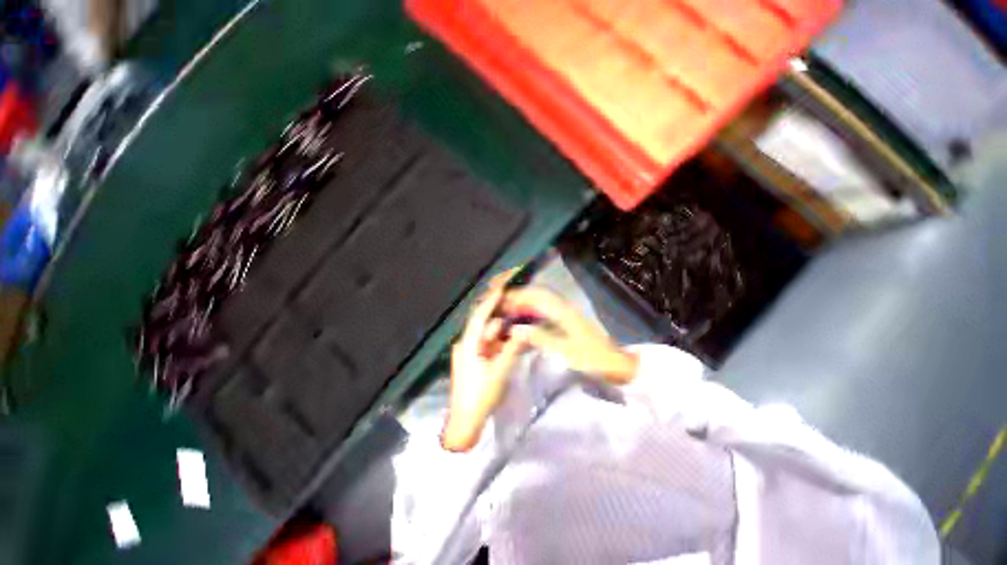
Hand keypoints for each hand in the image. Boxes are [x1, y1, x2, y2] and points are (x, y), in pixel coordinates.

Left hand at [442, 271, 527, 451]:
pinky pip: (486, 345)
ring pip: (485, 335)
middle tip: (513, 302)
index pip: (480, 316)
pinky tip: (509, 341)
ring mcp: (467, 353)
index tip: (501, 287)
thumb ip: (513, 348)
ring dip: (499, 329)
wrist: (465, 423)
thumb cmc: (481, 396)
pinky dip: (497, 341)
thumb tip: (525, 330)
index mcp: (468, 344)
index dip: (490, 300)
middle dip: (497, 313)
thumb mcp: (500, 371)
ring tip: (515, 321)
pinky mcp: (471, 361)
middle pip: (482, 323)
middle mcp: (465, 344)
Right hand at [501, 288, 637, 383]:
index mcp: (562, 311)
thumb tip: (515, 328)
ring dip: (523, 299)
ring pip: (540, 299)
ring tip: (506, 305)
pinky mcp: (566, 319)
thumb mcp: (565, 351)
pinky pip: (544, 308)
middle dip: (518, 293)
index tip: (500, 300)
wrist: (615, 364)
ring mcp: (565, 311)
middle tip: (499, 299)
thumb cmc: (591, 359)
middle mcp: (563, 306)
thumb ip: (540, 338)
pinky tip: (523, 315)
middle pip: (537, 293)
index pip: (535, 295)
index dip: (517, 295)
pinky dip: (531, 308)